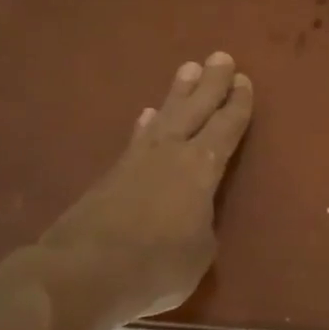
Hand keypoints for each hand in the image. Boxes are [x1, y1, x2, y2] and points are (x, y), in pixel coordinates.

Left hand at [26, 52, 254, 329]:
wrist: (84, 272)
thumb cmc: (156, 266)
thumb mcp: (199, 253)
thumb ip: (202, 226)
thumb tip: (194, 216)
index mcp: (201, 169)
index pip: (226, 128)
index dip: (237, 105)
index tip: (244, 81)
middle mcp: (171, 154)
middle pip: (195, 109)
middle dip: (211, 84)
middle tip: (220, 57)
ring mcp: (137, 161)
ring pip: (164, 116)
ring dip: (178, 93)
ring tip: (187, 69)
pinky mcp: (111, 176)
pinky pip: (137, 138)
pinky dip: (146, 124)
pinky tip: (147, 116)